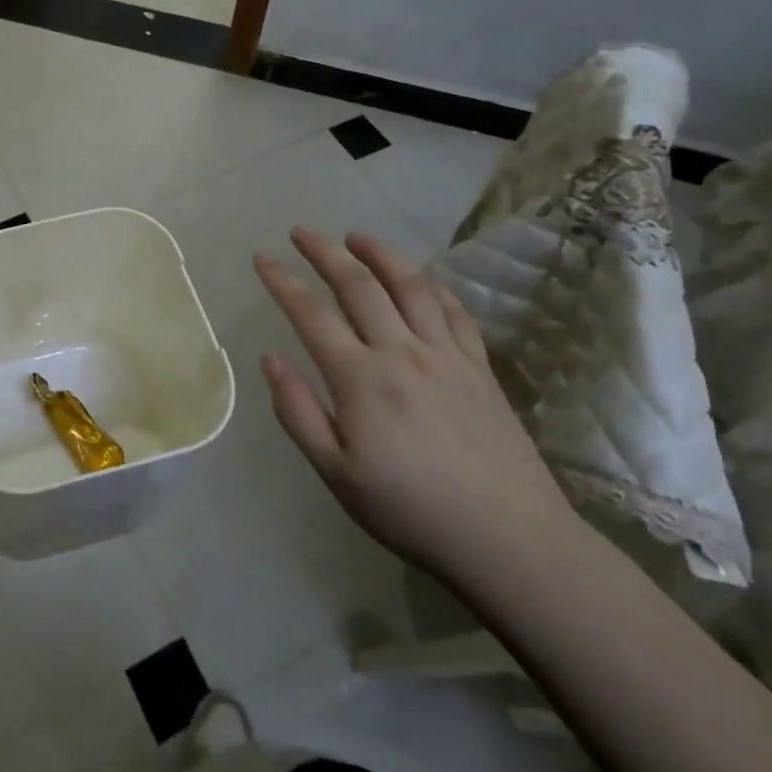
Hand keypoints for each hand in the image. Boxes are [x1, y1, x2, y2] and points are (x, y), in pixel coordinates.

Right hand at [254, 228, 576, 586]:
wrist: (509, 540)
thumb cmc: (411, 511)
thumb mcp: (337, 474)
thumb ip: (298, 412)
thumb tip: (270, 359)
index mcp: (361, 379)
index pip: (311, 314)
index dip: (282, 282)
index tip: (261, 258)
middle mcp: (402, 352)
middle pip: (359, 284)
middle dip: (325, 251)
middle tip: (301, 231)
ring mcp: (446, 355)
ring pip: (410, 285)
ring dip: (379, 254)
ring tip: (356, 237)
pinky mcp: (480, 366)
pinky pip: (453, 310)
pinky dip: (429, 285)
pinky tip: (418, 278)